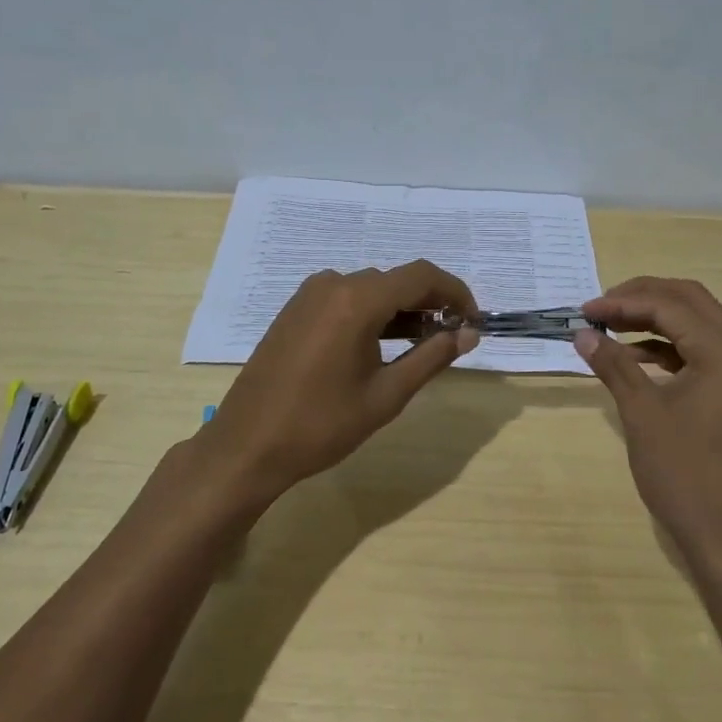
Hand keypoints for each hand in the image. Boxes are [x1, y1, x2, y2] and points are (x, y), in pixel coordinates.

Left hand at [193, 261, 478, 502]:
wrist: (247, 445)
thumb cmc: (322, 425)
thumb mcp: (386, 395)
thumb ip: (431, 357)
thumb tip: (469, 334)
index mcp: (357, 299)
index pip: (422, 276)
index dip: (455, 293)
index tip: (473, 321)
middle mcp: (333, 284)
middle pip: (397, 280)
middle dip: (430, 303)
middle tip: (452, 337)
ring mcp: (309, 295)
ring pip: (372, 288)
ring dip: (402, 309)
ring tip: (423, 344)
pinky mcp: (296, 309)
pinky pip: (346, 299)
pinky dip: (373, 313)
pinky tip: (383, 344)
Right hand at [573, 277, 721, 576]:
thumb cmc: (686, 473)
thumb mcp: (642, 413)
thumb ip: (613, 365)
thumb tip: (582, 333)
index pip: (670, 305)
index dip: (622, 302)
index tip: (583, 312)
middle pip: (690, 302)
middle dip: (642, 298)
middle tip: (600, 308)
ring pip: (698, 325)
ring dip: (655, 321)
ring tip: (610, 330)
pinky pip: (704, 354)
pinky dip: (669, 349)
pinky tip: (635, 359)